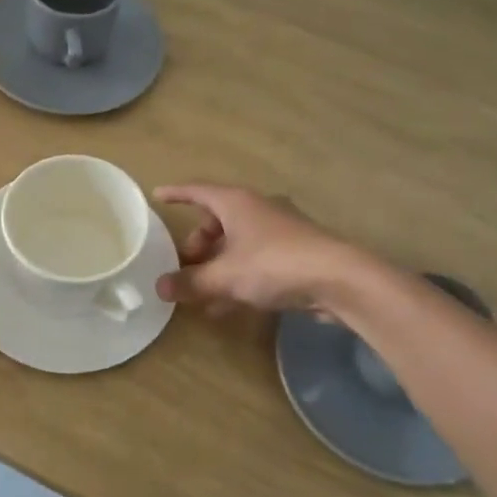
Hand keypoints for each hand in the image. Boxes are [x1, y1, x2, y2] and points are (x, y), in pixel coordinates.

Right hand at [153, 183, 362, 314]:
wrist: (340, 279)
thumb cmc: (274, 265)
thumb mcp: (225, 276)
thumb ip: (191, 282)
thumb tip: (160, 287)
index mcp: (237, 203)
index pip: (198, 191)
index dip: (176, 194)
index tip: (157, 196)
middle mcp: (257, 210)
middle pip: (217, 220)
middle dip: (197, 243)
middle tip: (185, 265)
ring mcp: (278, 232)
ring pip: (236, 244)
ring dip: (216, 265)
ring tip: (200, 292)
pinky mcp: (294, 254)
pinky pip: (254, 261)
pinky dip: (236, 277)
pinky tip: (225, 306)